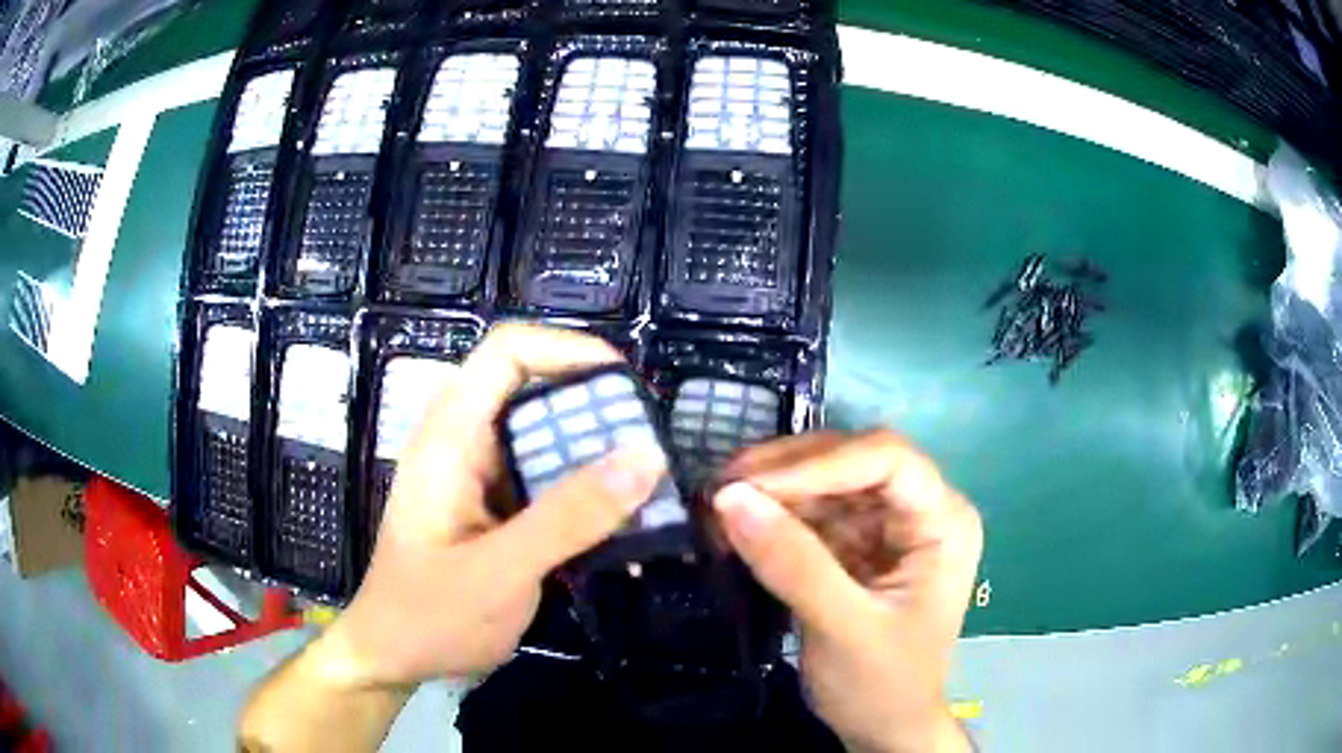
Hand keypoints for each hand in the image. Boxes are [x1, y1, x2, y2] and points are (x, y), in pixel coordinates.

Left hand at [322, 324, 665, 687]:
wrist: (394, 657)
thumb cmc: (430, 615)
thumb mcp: (501, 570)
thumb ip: (570, 517)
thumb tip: (646, 456)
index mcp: (451, 438)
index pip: (507, 353)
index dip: (567, 349)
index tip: (624, 383)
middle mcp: (465, 444)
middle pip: (534, 392)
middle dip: (595, 411)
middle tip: (650, 447)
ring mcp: (479, 477)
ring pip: (545, 440)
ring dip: (596, 459)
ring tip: (650, 489)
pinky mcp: (494, 509)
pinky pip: (547, 483)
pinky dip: (585, 497)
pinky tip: (620, 531)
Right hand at [713, 431, 982, 752]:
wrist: (884, 729)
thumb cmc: (882, 686)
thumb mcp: (841, 629)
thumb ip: (792, 564)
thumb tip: (729, 497)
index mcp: (943, 523)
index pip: (888, 459)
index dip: (819, 462)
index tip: (750, 485)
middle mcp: (921, 511)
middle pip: (854, 461)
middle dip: (788, 471)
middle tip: (722, 488)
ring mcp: (889, 527)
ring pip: (828, 482)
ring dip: (773, 491)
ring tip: (719, 506)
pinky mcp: (859, 546)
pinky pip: (814, 514)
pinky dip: (774, 517)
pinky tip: (738, 527)